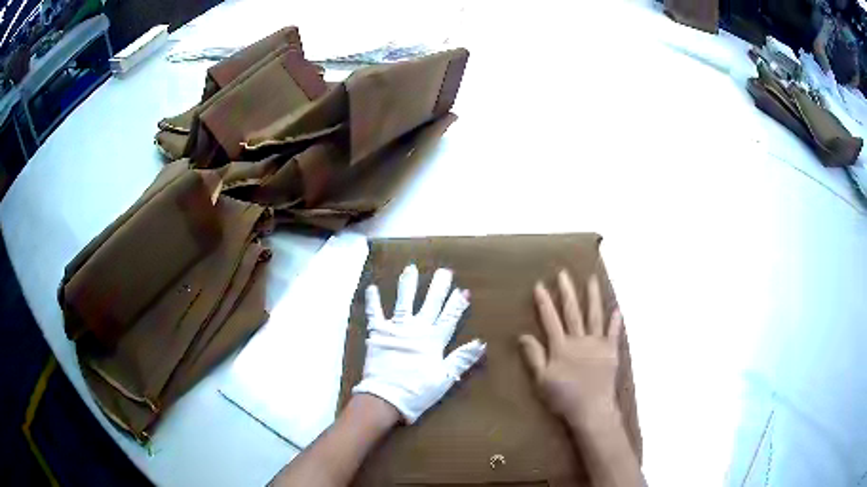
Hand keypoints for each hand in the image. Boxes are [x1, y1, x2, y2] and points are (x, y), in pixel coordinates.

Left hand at [353, 264, 486, 423]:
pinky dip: (373, 301)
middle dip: (438, 287)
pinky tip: (372, 287)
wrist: (385, 398)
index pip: (449, 318)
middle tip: (444, 271)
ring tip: (411, 268)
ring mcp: (396, 329)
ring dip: (408, 285)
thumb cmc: (417, 391)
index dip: (457, 304)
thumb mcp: (445, 378)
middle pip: (430, 304)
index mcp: (433, 341)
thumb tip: (481, 342)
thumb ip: (462, 359)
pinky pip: (375, 314)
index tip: (463, 289)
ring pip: (404, 302)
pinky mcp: (378, 333)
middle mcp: (416, 330)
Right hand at [519, 270, 622, 426]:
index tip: (539, 284)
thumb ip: (534, 356)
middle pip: (572, 312)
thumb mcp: (542, 379)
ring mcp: (597, 343)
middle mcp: (579, 339)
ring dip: (593, 297)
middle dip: (567, 292)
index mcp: (561, 346)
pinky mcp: (611, 351)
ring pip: (594, 316)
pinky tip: (617, 308)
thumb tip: (523, 335)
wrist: (592, 409)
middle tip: (564, 273)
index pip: (550, 319)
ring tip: (592, 279)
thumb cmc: (564, 397)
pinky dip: (616, 320)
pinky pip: (614, 332)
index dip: (544, 302)